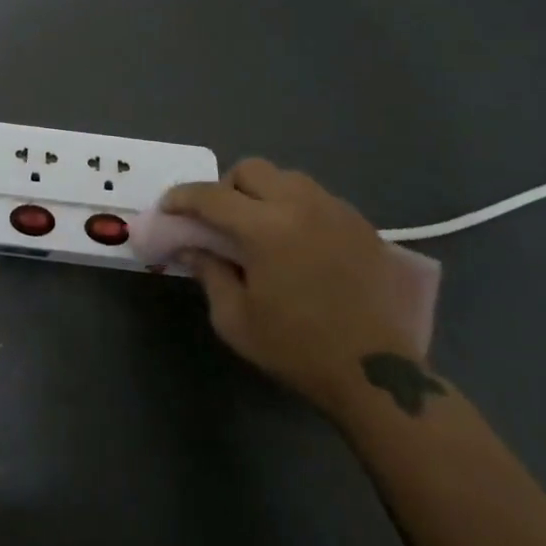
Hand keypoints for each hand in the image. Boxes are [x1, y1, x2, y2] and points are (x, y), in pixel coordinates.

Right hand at [162, 159, 420, 412]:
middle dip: (226, 188)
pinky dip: (296, 207)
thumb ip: (208, 272)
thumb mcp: (235, 319)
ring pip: (286, 177)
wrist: (378, 376)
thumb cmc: (298, 349)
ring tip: (261, 227)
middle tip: (220, 221)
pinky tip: (297, 241)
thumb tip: (190, 246)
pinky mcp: (362, 224)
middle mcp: (301, 206)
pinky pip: (317, 197)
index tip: (168, 209)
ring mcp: (336, 211)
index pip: (211, 196)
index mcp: (266, 228)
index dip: (181, 198)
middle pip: (250, 170)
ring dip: (264, 193)